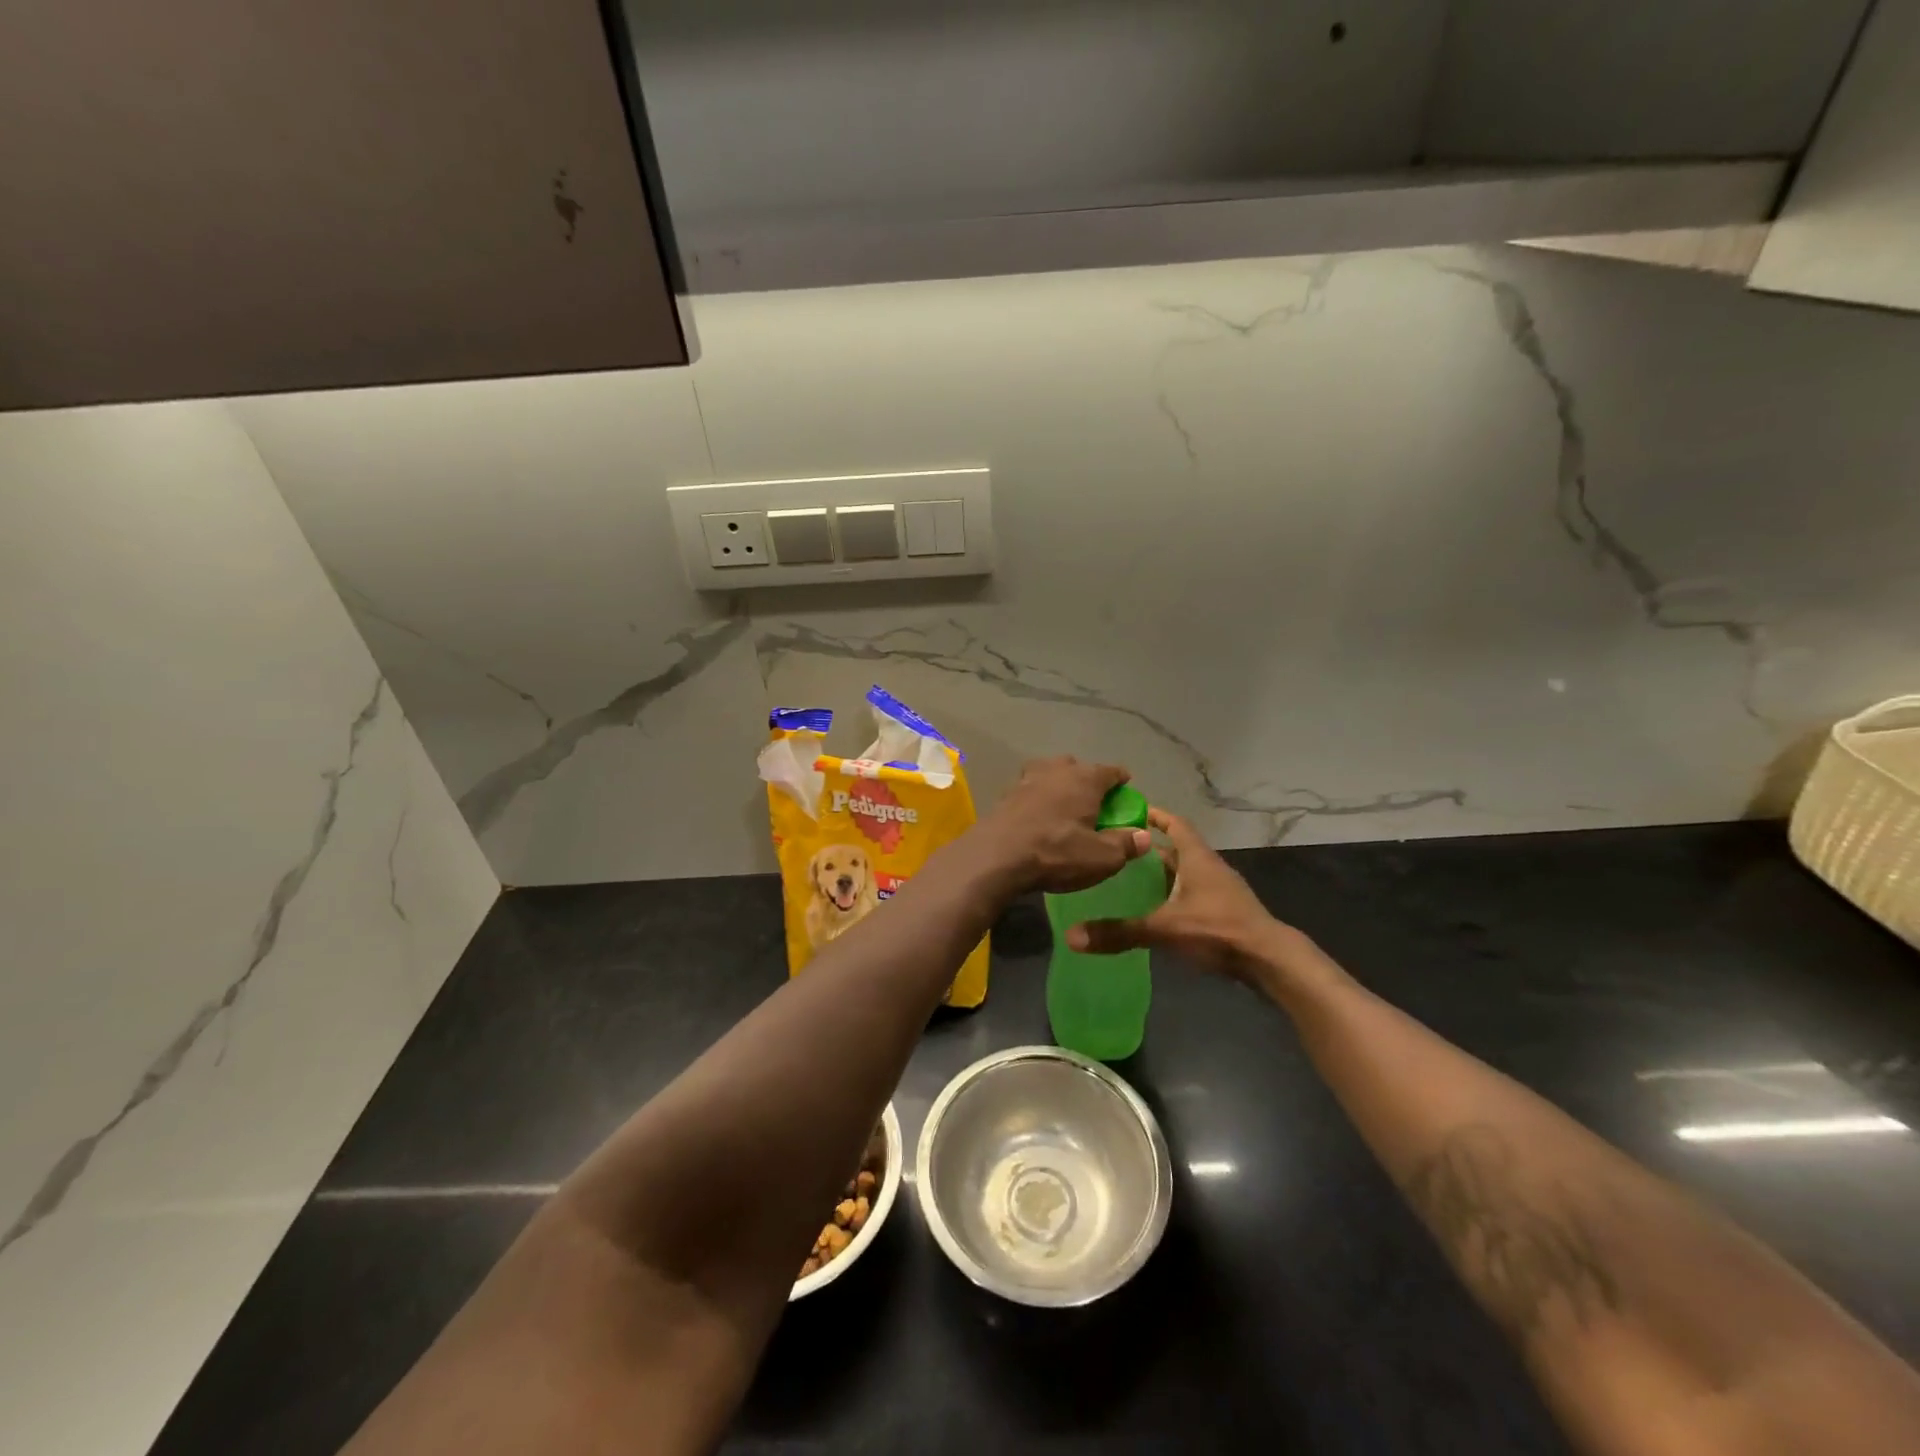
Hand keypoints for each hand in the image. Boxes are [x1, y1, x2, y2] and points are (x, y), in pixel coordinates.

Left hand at [977, 757, 1149, 894]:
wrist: (996, 856)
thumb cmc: (1057, 852)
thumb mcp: (1101, 857)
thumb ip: (1125, 844)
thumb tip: (1144, 835)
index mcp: (1085, 779)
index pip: (1111, 771)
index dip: (1121, 779)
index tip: (1126, 788)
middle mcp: (1056, 770)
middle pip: (1077, 767)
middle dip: (1087, 779)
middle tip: (1093, 800)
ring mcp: (1027, 779)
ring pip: (1049, 773)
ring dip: (1058, 784)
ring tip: (1063, 803)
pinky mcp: (1005, 794)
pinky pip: (1029, 789)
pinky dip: (1036, 798)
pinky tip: (1036, 815)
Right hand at [1068, 808, 1315, 991]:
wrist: (1269, 961)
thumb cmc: (1218, 929)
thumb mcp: (1164, 929)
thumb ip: (1120, 932)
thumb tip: (1072, 937)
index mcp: (1197, 858)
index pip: (1175, 823)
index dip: (1154, 814)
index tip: (1129, 810)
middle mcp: (1208, 868)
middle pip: (1175, 849)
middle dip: (1147, 848)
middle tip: (1115, 849)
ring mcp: (1218, 891)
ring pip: (1183, 873)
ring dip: (1159, 874)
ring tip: (1126, 879)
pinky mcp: (1222, 912)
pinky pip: (1190, 894)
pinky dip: (1170, 895)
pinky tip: (1153, 910)